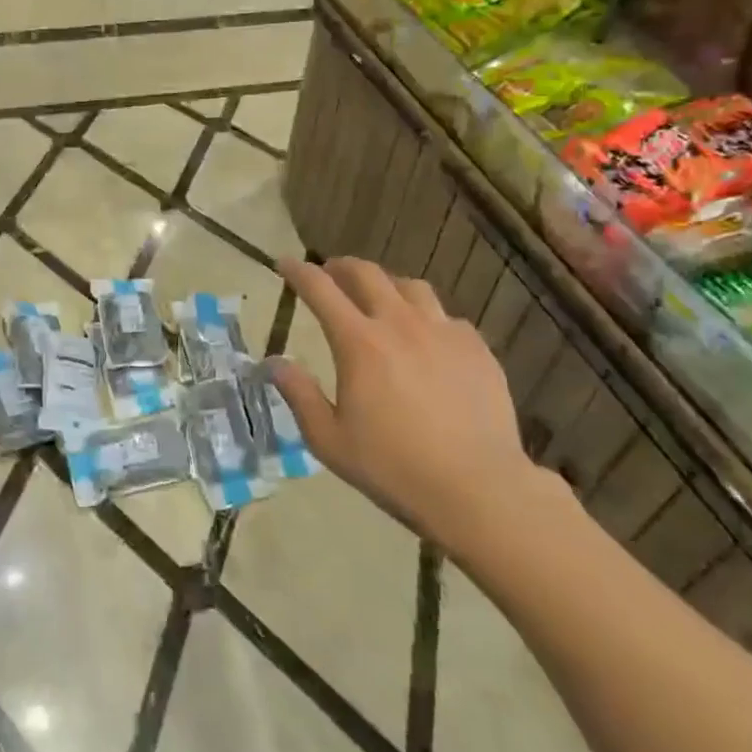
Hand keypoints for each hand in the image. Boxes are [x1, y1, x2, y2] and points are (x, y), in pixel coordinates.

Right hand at [270, 257, 547, 559]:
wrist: (478, 488)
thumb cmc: (393, 467)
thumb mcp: (329, 440)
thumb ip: (299, 395)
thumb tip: (274, 363)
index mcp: (359, 343)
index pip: (320, 289)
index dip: (298, 271)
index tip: (285, 263)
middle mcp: (401, 324)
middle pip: (367, 274)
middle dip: (341, 267)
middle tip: (330, 272)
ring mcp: (444, 333)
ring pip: (411, 287)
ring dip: (387, 284)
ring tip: (380, 297)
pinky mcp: (477, 349)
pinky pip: (447, 317)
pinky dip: (427, 317)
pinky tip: (427, 339)